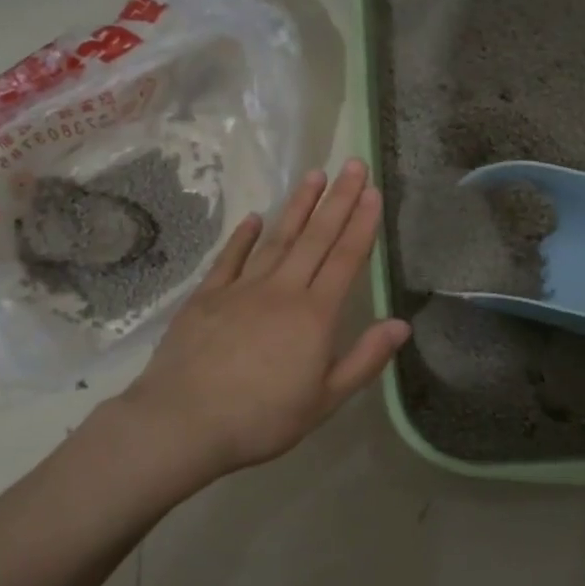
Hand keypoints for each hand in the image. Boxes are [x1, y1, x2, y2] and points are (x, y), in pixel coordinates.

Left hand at [119, 160, 409, 479]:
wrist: (183, 421)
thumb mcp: (324, 400)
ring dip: (298, 207)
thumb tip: (401, 324)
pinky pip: (231, 258)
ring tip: (313, 176)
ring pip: (277, 239)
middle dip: (337, 200)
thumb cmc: (261, 418)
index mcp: (315, 315)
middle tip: (352, 164)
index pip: (346, 259)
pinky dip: (244, 237)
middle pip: (316, 238)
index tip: (371, 191)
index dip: (361, 223)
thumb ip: (364, 359)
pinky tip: (254, 218)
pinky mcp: (208, 296)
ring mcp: (242, 288)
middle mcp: (282, 290)